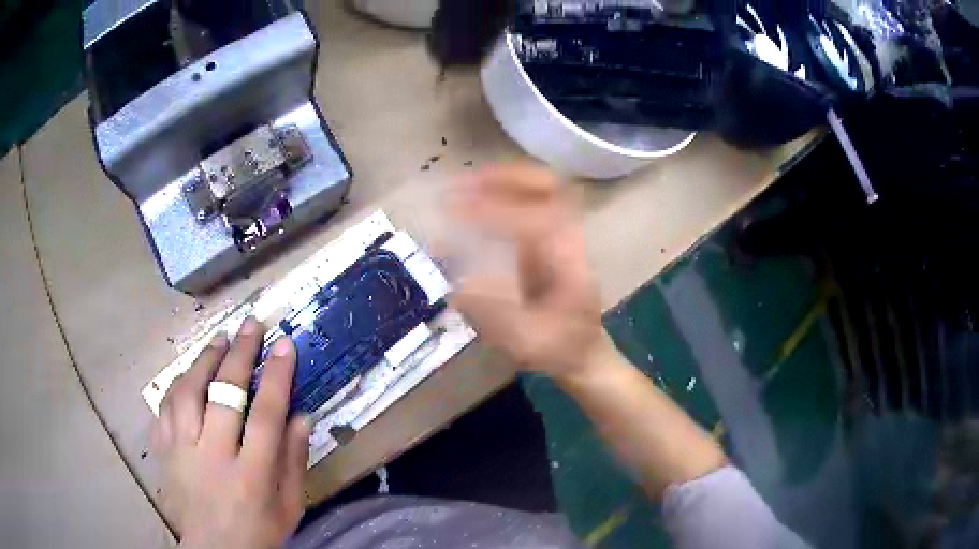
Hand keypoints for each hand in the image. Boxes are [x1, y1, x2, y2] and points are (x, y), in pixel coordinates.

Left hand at [151, 317, 309, 548]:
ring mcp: (182, 451)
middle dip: (241, 354)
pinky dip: (180, 381)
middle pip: (223, 394)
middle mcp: (213, 457)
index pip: (265, 416)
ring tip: (220, 338)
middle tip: (252, 325)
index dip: (276, 376)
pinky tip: (191, 370)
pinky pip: (167, 404)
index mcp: (251, 476)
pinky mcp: (164, 449)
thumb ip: (294, 461)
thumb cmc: (258, 530)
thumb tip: (302, 415)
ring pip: (188, 391)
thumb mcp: (289, 506)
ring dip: (205, 359)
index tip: (285, 344)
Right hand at [448, 164, 607, 378]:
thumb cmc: (560, 347)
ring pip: (539, 187)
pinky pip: (527, 202)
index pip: (534, 219)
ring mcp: (559, 232)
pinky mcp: (547, 237)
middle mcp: (567, 236)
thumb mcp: (529, 342)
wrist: (584, 349)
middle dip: (504, 177)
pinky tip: (472, 204)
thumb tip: (457, 286)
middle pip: (548, 185)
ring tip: (463, 186)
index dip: (494, 211)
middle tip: (463, 183)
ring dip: (501, 180)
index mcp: (569, 259)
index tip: (455, 213)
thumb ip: (496, 316)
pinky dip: (500, 194)